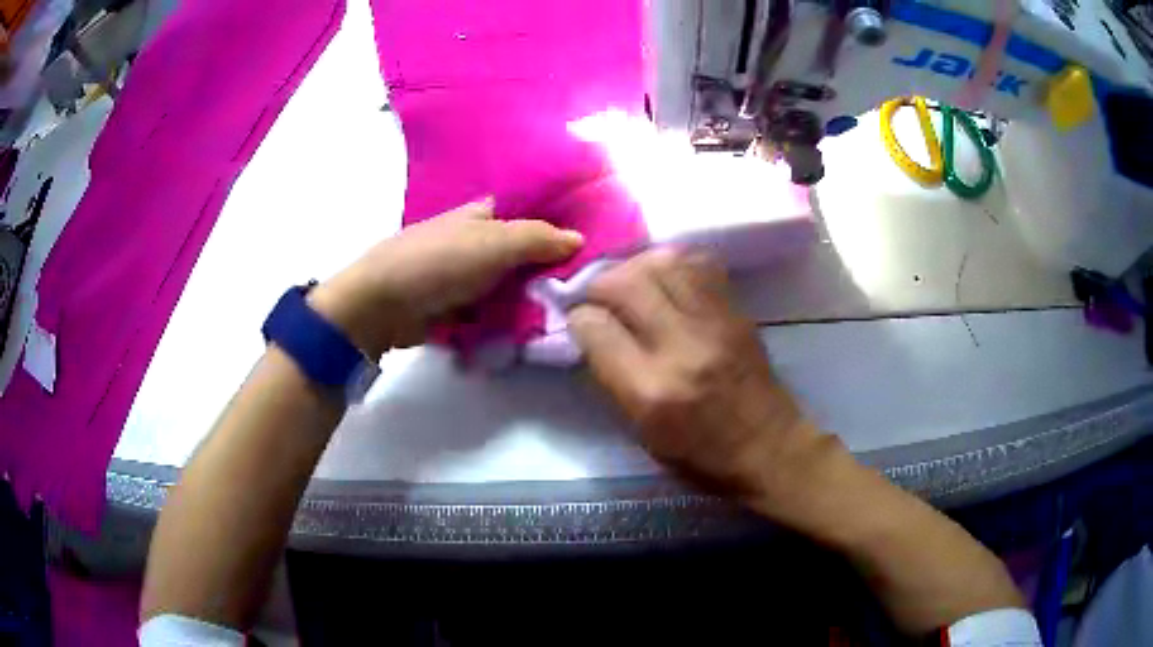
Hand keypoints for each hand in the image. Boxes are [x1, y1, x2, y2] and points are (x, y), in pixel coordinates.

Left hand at [310, 199, 582, 358]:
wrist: (383, 305)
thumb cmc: (438, 262)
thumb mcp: (494, 243)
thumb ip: (538, 239)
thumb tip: (579, 238)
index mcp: (480, 216)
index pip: (524, 215)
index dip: (551, 226)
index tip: (585, 246)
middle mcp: (471, 243)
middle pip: (518, 255)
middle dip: (545, 270)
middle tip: (583, 290)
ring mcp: (461, 279)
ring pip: (506, 287)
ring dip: (528, 301)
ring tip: (567, 315)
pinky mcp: (452, 310)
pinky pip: (489, 314)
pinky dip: (505, 322)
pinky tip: (533, 332)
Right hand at [567, 248, 820, 500]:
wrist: (769, 447)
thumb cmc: (701, 455)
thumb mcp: (642, 433)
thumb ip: (612, 377)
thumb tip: (590, 331)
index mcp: (650, 391)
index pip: (595, 327)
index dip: (578, 318)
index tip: (579, 321)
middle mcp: (681, 347)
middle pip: (626, 282)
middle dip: (601, 283)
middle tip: (601, 296)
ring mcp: (714, 323)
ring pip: (663, 262)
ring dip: (637, 266)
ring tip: (633, 282)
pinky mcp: (737, 312)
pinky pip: (699, 265)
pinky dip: (674, 264)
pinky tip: (668, 280)